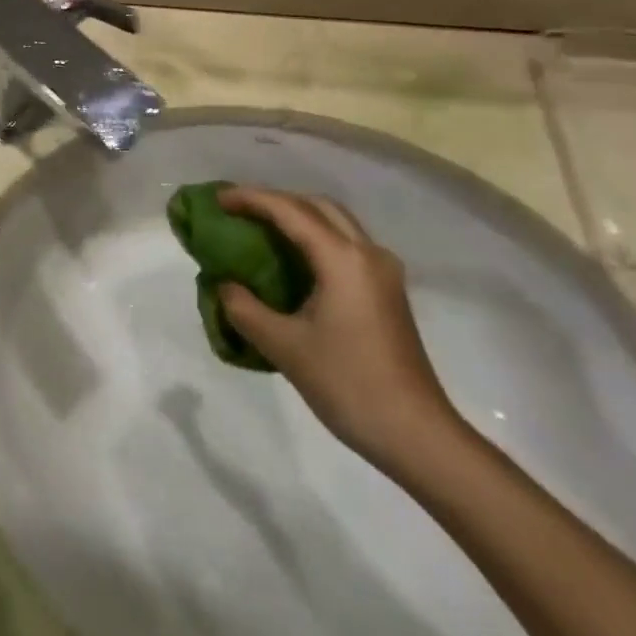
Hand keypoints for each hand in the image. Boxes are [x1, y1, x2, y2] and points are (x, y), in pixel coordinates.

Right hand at [216, 187, 459, 470]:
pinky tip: (293, 258)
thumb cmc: (349, 385)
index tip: (217, 198)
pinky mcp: (387, 291)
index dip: (250, 198)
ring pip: (335, 222)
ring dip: (297, 216)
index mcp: (343, 259)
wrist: (418, 436)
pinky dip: (314, 236)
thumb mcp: (284, 347)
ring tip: (260, 227)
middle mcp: (367, 254)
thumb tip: (224, 286)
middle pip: (316, 205)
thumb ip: (245, 309)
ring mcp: (383, 272)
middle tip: (238, 209)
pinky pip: (345, 244)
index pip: (289, 211)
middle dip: (275, 200)